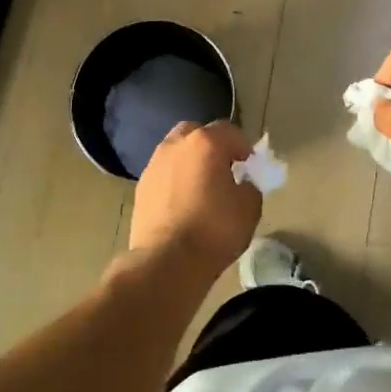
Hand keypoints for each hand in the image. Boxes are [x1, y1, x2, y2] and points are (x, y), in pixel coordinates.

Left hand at [128, 120, 261, 277]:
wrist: (167, 260)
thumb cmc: (214, 230)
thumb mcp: (250, 207)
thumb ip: (250, 186)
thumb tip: (241, 184)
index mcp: (206, 143)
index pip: (230, 131)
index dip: (243, 147)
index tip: (250, 166)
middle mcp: (176, 145)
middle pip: (196, 132)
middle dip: (211, 145)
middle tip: (223, 169)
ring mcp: (154, 165)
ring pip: (176, 151)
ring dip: (190, 161)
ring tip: (201, 187)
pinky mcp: (141, 187)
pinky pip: (164, 173)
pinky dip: (175, 180)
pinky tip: (183, 202)